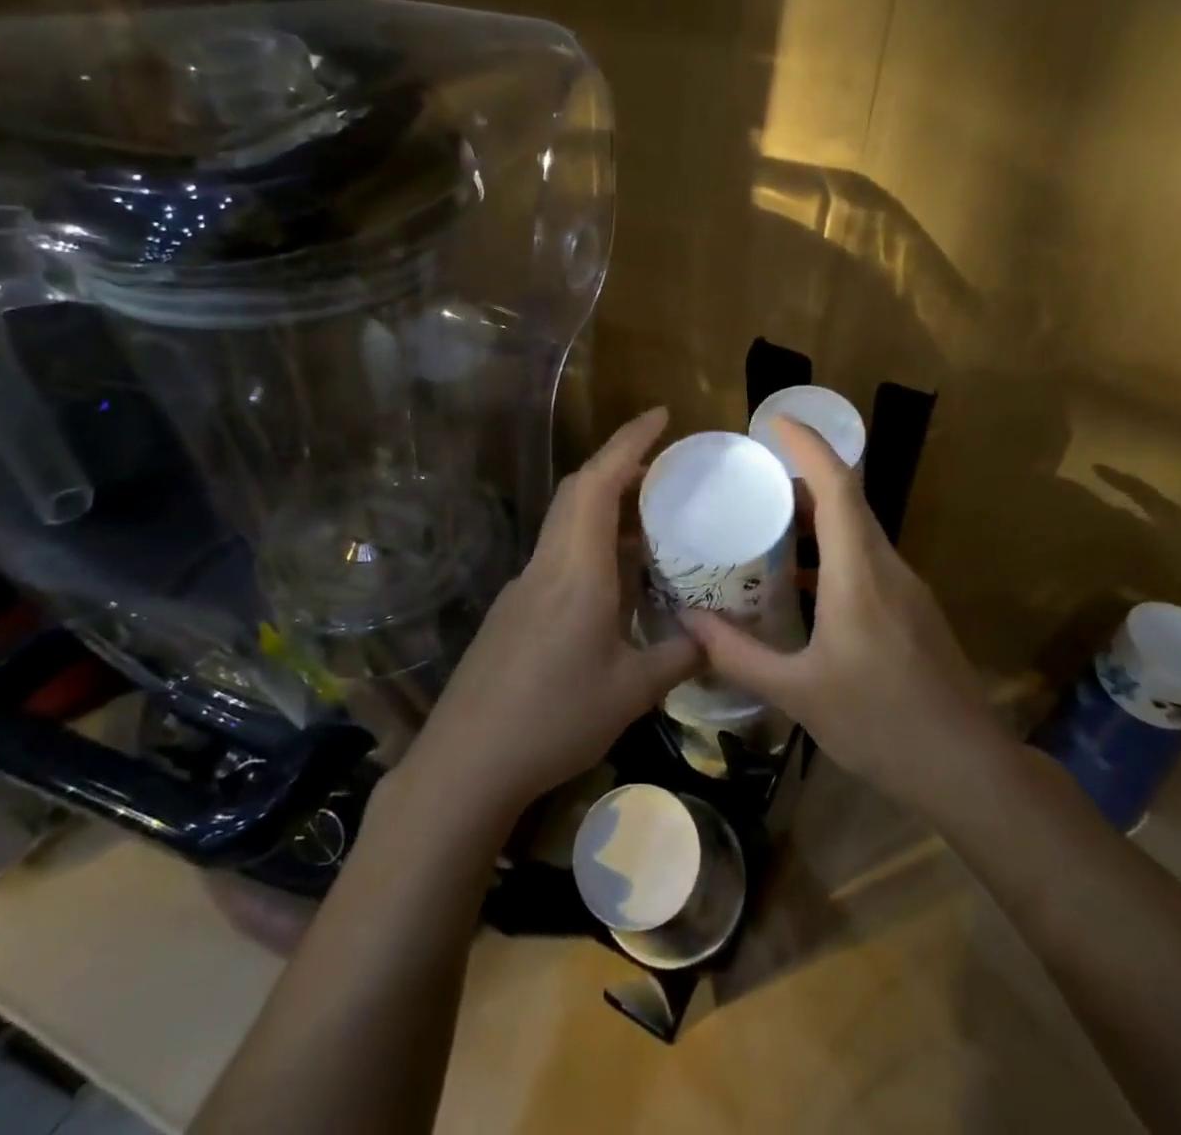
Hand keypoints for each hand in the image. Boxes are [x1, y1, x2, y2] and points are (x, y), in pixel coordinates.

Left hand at [406, 407, 700, 820]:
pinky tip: (616, 579)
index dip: (629, 441)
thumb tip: (716, 638)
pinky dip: (591, 544)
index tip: (661, 415)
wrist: (465, 764)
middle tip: (666, 468)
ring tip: (652, 519)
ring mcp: (524, 587)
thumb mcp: (631, 692)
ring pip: (566, 523)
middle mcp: (547, 565)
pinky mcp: (515, 610)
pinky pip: (558, 555)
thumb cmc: (553, 720)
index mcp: (577, 570)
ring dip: (606, 506)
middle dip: (620, 465)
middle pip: (578, 491)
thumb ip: (679, 657)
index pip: (599, 483)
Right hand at [682, 416, 993, 815]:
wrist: (967, 767)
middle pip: (848, 501)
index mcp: (859, 574)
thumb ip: (738, 654)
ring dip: (816, 518)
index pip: (839, 487)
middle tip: (751, 479)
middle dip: (802, 478)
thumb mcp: (797, 693)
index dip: (808, 447)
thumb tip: (687, 620)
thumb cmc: (880, 724)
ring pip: (859, 531)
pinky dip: (830, 552)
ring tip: (766, 526)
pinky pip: (866, 560)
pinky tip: (800, 585)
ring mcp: (906, 588)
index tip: (775, 423)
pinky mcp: (912, 610)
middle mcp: (887, 567)